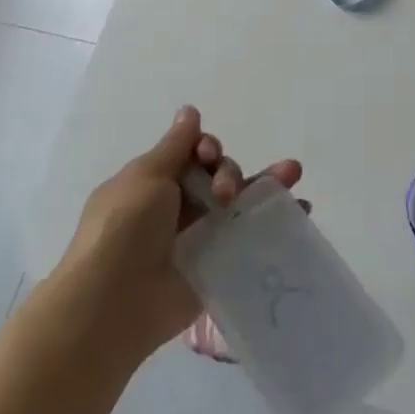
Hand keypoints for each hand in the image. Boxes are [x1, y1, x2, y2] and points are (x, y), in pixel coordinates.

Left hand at [60, 107, 303, 358]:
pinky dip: (273, 221)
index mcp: (155, 182)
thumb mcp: (146, 176)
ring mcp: (198, 237)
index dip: (207, 148)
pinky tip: (300, 209)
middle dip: (230, 173)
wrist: (114, 302)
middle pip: (218, 176)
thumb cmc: (124, 228)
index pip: (193, 154)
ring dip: (265, 185)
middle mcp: (178, 207)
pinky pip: (248, 237)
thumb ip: (175, 146)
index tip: (208, 155)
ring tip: (293, 173)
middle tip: (226, 193)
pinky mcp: (216, 265)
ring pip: (238, 203)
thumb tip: (189, 111)